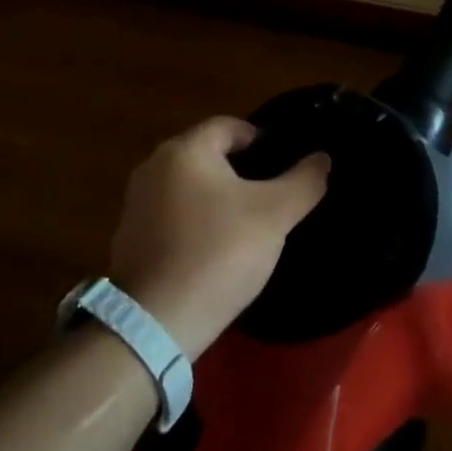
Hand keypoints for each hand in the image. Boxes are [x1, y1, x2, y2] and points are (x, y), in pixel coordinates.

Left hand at [109, 117, 328, 359]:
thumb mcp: (275, 215)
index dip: (261, 140)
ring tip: (246, 224)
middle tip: (271, 195)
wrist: (154, 323)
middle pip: (207, 154)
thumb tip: (322, 158)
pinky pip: (172, 216)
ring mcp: (136, 204)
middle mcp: (153, 166)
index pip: (229, 126)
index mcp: (185, 150)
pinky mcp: (129, 238)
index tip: (284, 164)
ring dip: (216, 198)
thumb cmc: (218, 253)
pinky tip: (215, 250)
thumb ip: (304, 181)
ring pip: (188, 186)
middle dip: (239, 170)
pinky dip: (194, 223)